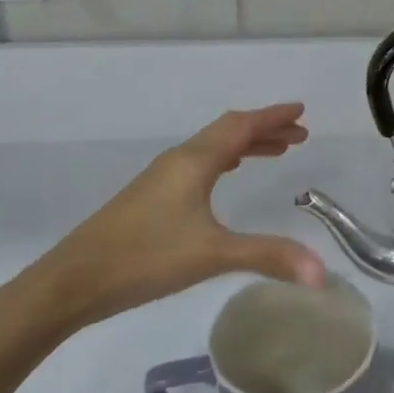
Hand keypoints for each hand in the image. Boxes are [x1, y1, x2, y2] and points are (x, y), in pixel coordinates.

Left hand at [0, 104, 325, 344]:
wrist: (71, 281)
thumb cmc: (144, 258)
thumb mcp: (211, 255)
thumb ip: (267, 257)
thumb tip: (322, 272)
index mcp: (194, 161)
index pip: (241, 126)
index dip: (272, 117)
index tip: (301, 111)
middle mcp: (178, 161)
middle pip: (228, 132)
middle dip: (265, 130)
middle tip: (299, 136)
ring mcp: (161, 178)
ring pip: (212, 148)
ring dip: (245, 145)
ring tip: (275, 153)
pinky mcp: (150, 198)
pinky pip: (198, 165)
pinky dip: (224, 161)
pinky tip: (224, 179)